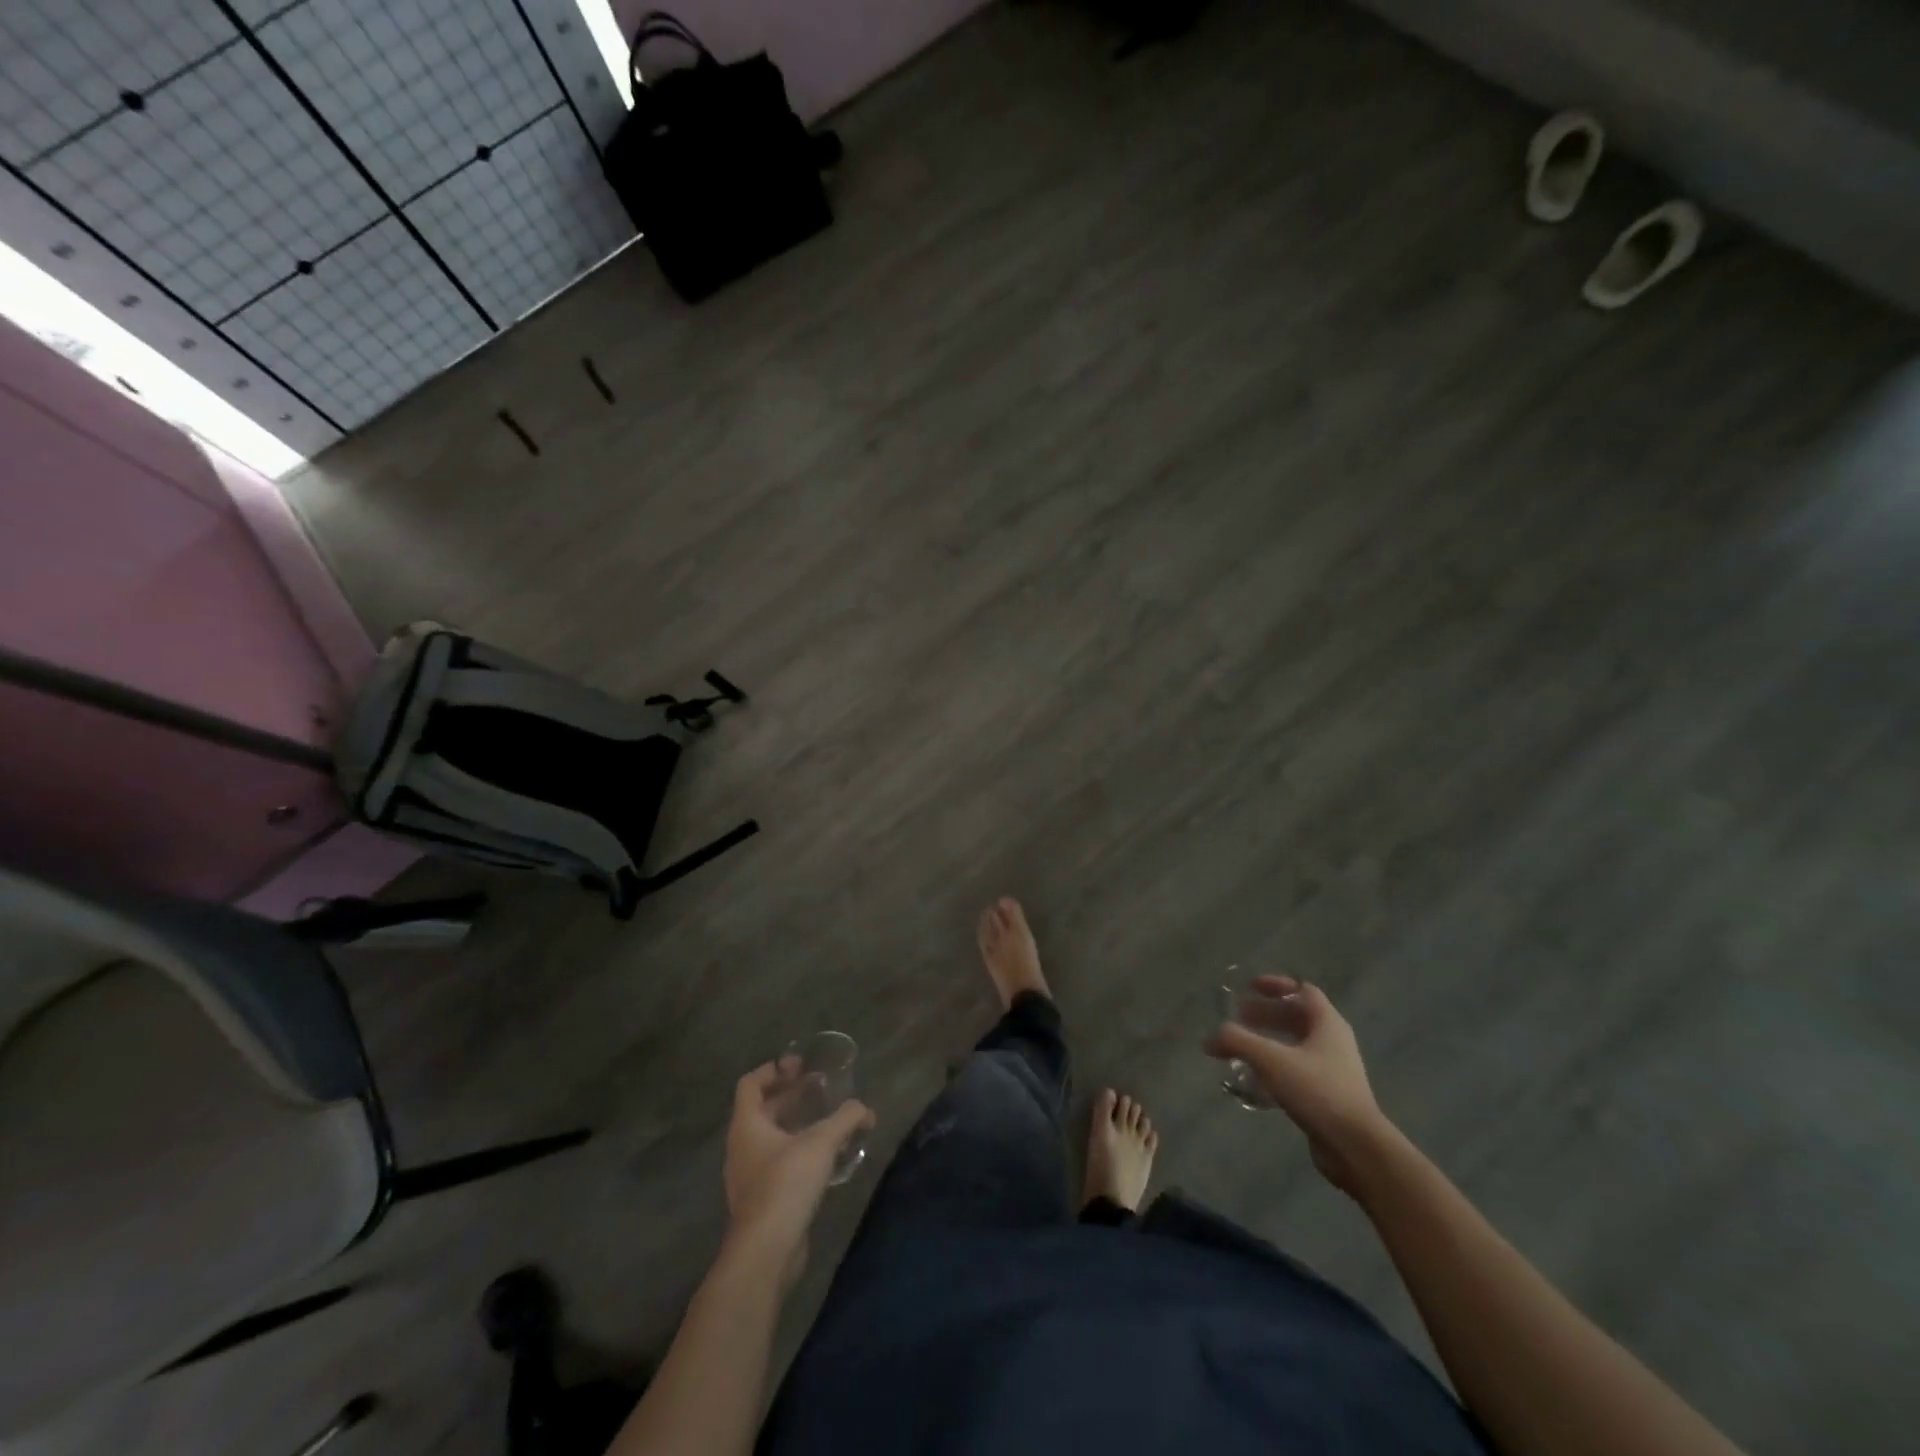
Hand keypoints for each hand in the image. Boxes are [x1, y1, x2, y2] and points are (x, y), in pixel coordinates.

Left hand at [722, 1060, 874, 1274]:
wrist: (766, 1252)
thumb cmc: (786, 1184)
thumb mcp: (821, 1143)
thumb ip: (846, 1119)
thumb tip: (865, 1109)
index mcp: (747, 1125)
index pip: (751, 1084)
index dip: (774, 1069)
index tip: (801, 1065)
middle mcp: (742, 1146)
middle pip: (763, 1109)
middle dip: (792, 1094)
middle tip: (821, 1086)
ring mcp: (750, 1175)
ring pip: (772, 1137)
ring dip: (798, 1122)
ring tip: (829, 1119)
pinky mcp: (762, 1199)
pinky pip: (779, 1161)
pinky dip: (799, 1150)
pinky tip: (827, 1156)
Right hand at [1206, 976, 1391, 1194]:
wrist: (1356, 1148)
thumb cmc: (1318, 1091)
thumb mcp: (1271, 1060)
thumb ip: (1237, 1041)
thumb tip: (1210, 1038)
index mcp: (1327, 1024)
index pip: (1302, 991)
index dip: (1276, 985)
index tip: (1249, 988)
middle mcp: (1333, 1042)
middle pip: (1296, 1018)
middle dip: (1265, 1014)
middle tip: (1238, 1018)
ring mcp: (1333, 1071)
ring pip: (1295, 1046)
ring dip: (1267, 1042)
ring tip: (1240, 1048)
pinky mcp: (1328, 1096)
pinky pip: (1296, 1072)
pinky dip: (1274, 1068)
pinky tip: (1253, 1081)